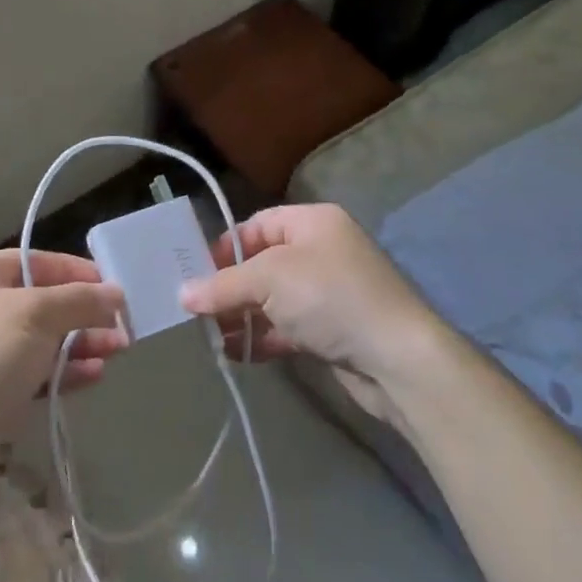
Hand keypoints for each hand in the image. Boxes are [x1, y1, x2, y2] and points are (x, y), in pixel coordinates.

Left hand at [0, 250, 127, 448]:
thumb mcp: (38, 316)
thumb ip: (80, 300)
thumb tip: (115, 292)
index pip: (34, 261)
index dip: (77, 272)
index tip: (115, 287)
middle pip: (40, 301)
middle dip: (83, 313)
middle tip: (122, 326)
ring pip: (39, 338)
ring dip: (79, 343)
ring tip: (118, 351)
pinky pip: (30, 370)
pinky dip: (62, 370)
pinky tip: (94, 376)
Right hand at [180, 203, 443, 423]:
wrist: (398, 359)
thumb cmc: (330, 298)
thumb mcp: (270, 280)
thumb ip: (224, 285)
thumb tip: (183, 294)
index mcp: (312, 222)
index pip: (257, 225)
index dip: (224, 247)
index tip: (196, 273)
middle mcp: (321, 251)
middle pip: (262, 264)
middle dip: (230, 288)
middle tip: (197, 310)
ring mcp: (328, 293)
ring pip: (272, 300)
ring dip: (243, 317)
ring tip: (212, 337)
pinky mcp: (332, 331)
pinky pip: (287, 327)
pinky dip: (263, 338)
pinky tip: (238, 354)